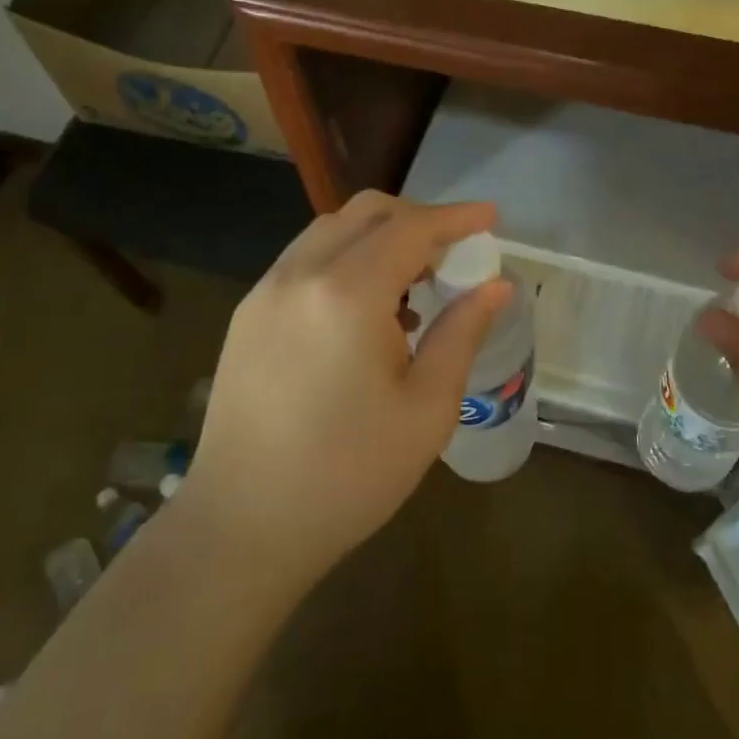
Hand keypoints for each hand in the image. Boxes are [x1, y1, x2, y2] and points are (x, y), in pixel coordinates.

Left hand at [182, 192, 510, 592]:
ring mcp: (266, 290)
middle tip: (455, 250)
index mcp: (347, 294)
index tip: (492, 216)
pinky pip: (306, 258)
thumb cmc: (349, 474)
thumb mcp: (427, 408)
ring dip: (379, 235)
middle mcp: (300, 274)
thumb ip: (462, 332)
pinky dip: (346, 257)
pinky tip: (367, 306)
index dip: (456, 217)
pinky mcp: (248, 312)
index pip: (410, 228)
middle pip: (366, 212)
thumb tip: (496, 285)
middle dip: (418, 218)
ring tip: (416, 279)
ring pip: (331, 230)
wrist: (243, 526)